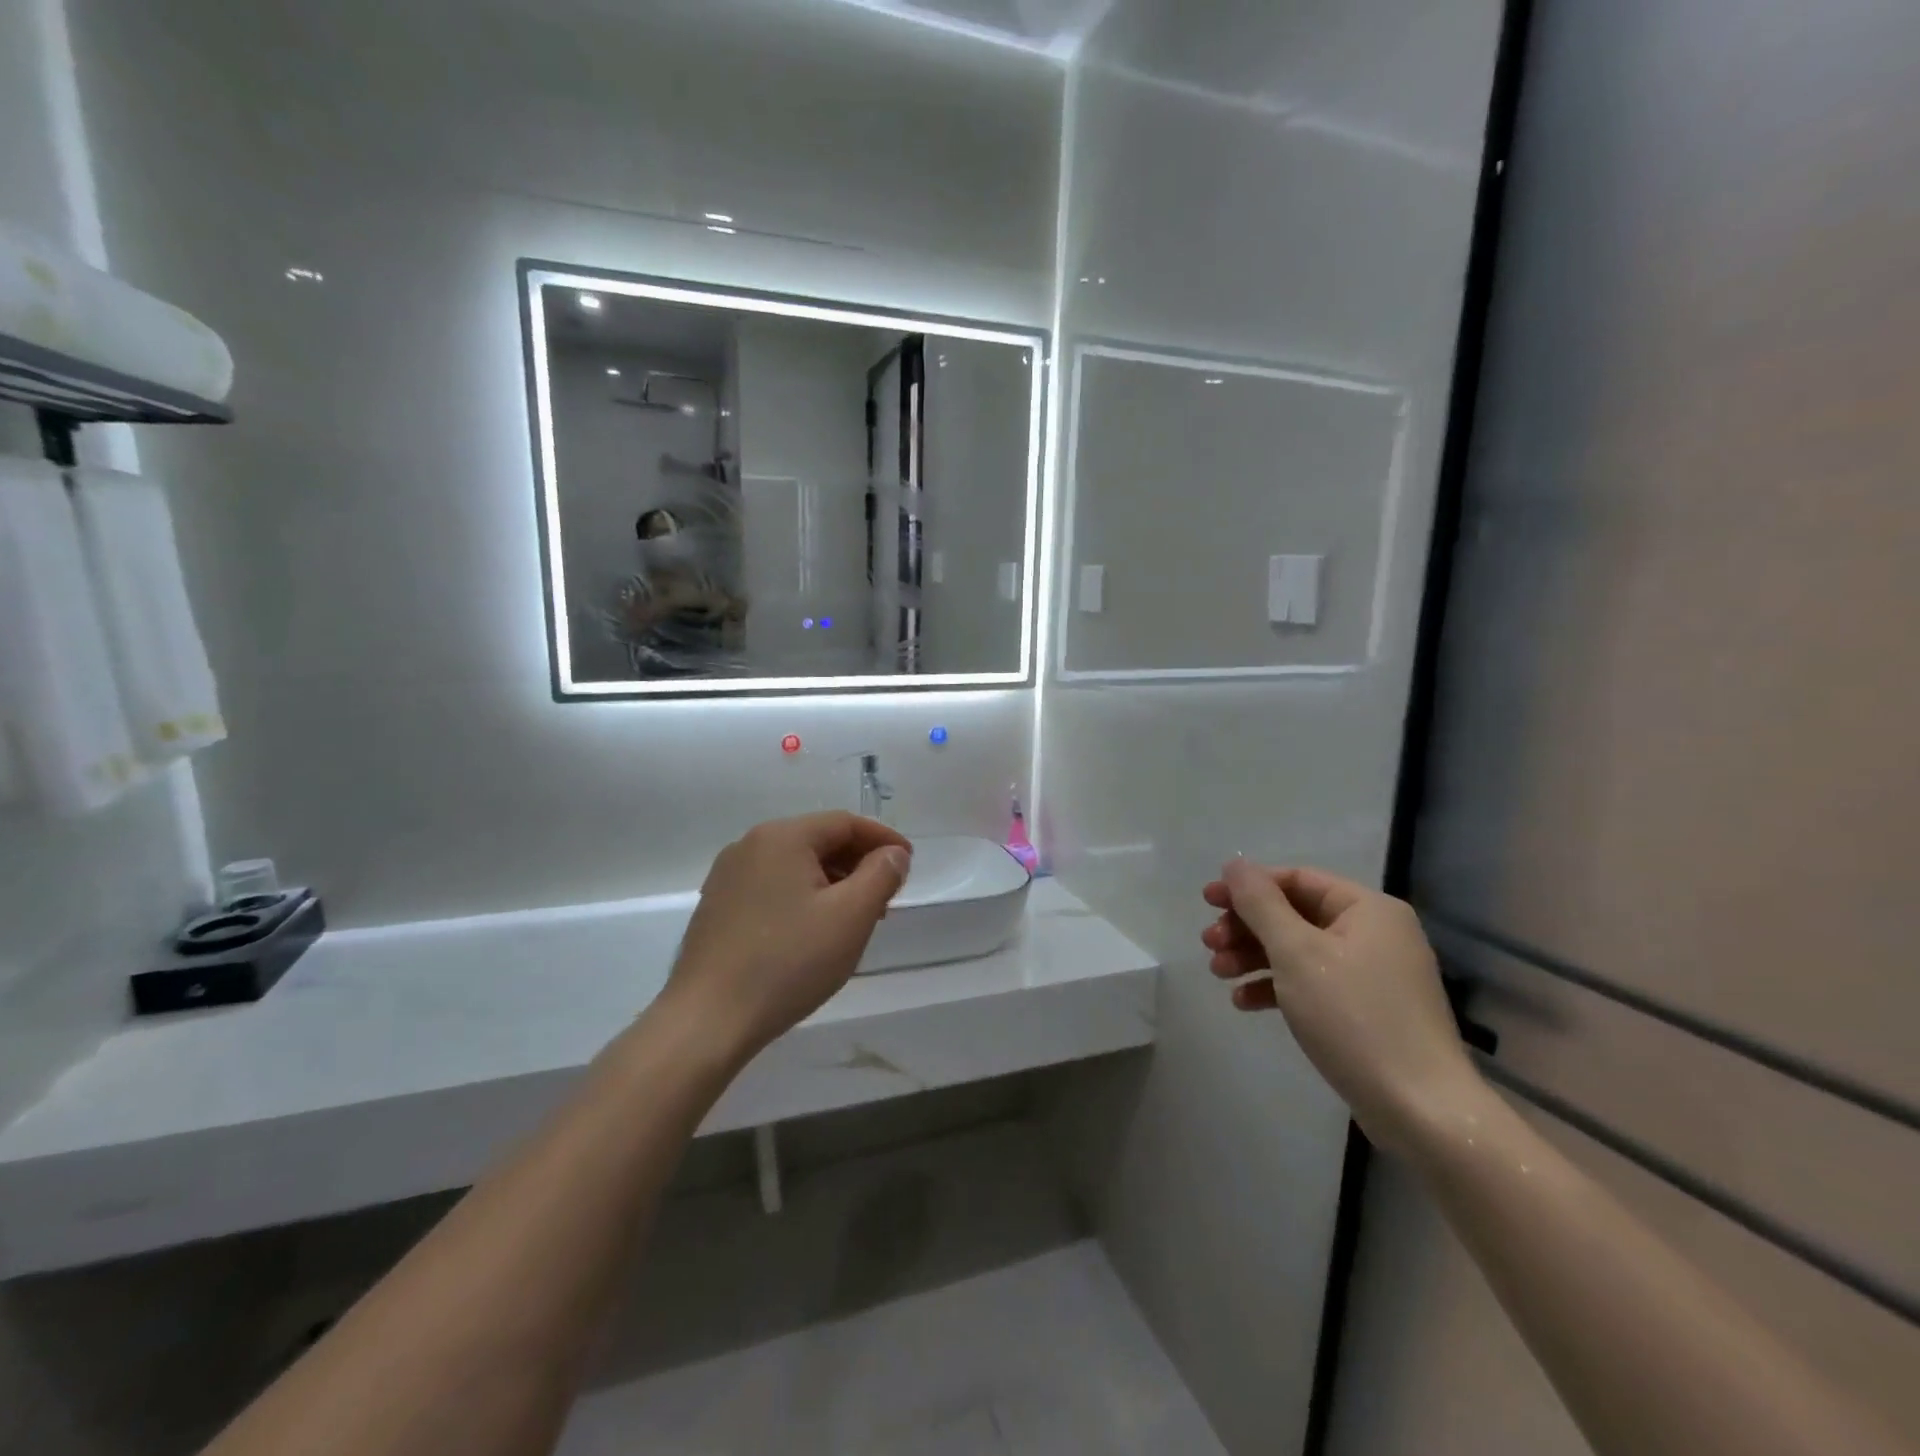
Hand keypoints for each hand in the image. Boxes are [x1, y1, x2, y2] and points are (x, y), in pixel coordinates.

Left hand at [664, 813, 911, 1067]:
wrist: (707, 1020)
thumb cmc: (788, 962)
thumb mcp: (850, 917)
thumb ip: (880, 875)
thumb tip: (893, 854)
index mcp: (782, 836)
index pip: (845, 823)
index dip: (883, 839)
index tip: (908, 864)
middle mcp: (750, 845)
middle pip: (818, 840)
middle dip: (858, 863)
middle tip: (886, 897)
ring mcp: (728, 876)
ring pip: (795, 865)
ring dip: (832, 883)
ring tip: (855, 919)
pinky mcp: (717, 906)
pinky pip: (773, 886)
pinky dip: (803, 897)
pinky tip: (814, 931)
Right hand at [1202, 861, 1486, 1155]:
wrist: (1421, 1111)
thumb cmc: (1354, 1018)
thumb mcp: (1297, 953)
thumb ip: (1260, 904)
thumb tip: (1235, 864)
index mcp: (1367, 909)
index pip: (1297, 879)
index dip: (1248, 887)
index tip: (1207, 902)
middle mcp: (1374, 933)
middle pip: (1294, 915)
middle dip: (1247, 927)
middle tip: (1209, 944)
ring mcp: (1371, 974)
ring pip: (1298, 951)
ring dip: (1254, 957)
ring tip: (1218, 973)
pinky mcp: (1366, 1010)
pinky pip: (1312, 984)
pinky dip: (1277, 987)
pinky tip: (1244, 1002)